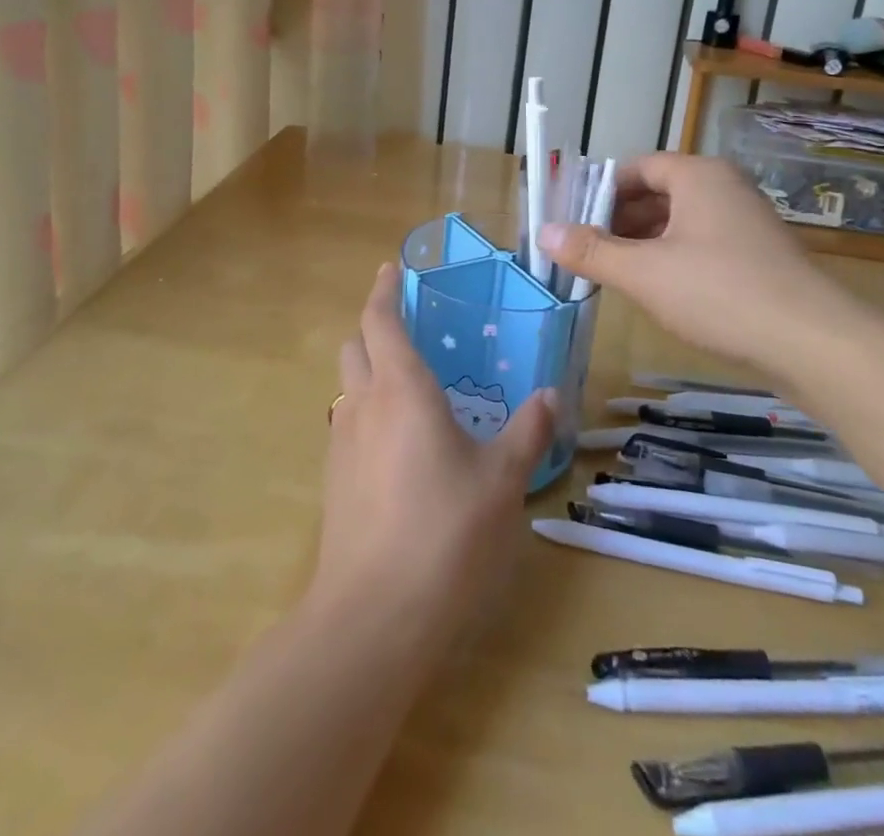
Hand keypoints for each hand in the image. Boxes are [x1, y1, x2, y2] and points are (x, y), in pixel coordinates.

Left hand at [311, 264, 556, 656]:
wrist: (373, 614)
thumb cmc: (444, 532)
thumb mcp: (501, 481)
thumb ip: (527, 432)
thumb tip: (550, 395)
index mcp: (401, 389)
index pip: (380, 320)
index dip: (384, 289)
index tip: (392, 269)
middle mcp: (363, 404)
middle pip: (355, 345)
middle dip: (374, 326)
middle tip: (409, 327)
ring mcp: (341, 442)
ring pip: (348, 385)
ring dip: (368, 370)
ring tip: (409, 385)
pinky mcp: (333, 479)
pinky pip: (348, 424)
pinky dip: (367, 411)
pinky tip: (398, 443)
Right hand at [537, 153, 859, 381]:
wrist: (814, 343)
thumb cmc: (720, 293)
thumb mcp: (644, 273)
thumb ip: (591, 251)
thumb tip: (543, 233)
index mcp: (697, 176)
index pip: (635, 168)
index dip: (598, 193)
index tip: (571, 224)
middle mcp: (723, 188)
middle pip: (656, 193)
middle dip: (617, 222)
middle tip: (585, 253)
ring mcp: (745, 222)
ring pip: (679, 222)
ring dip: (643, 243)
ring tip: (613, 274)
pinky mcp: (758, 255)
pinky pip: (701, 244)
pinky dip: (672, 259)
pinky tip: (657, 291)